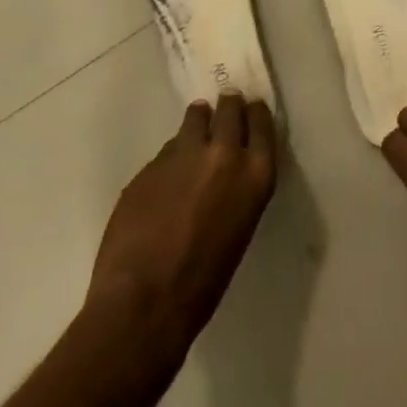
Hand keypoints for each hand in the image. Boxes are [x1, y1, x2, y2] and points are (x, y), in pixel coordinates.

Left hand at [88, 93, 276, 355]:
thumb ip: (236, 188)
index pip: (262, 123)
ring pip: (194, 118)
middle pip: (229, 109)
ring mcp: (183, 154)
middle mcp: (223, 153)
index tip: (252, 108)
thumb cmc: (203, 281)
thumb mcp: (239, 228)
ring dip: (197, 121)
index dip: (255, 113)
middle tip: (225, 105)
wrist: (144, 302)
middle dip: (228, 106)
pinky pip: (167, 150)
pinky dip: (170, 156)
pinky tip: (166, 177)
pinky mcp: (151, 163)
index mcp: (254, 174)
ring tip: (195, 125)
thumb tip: (224, 174)